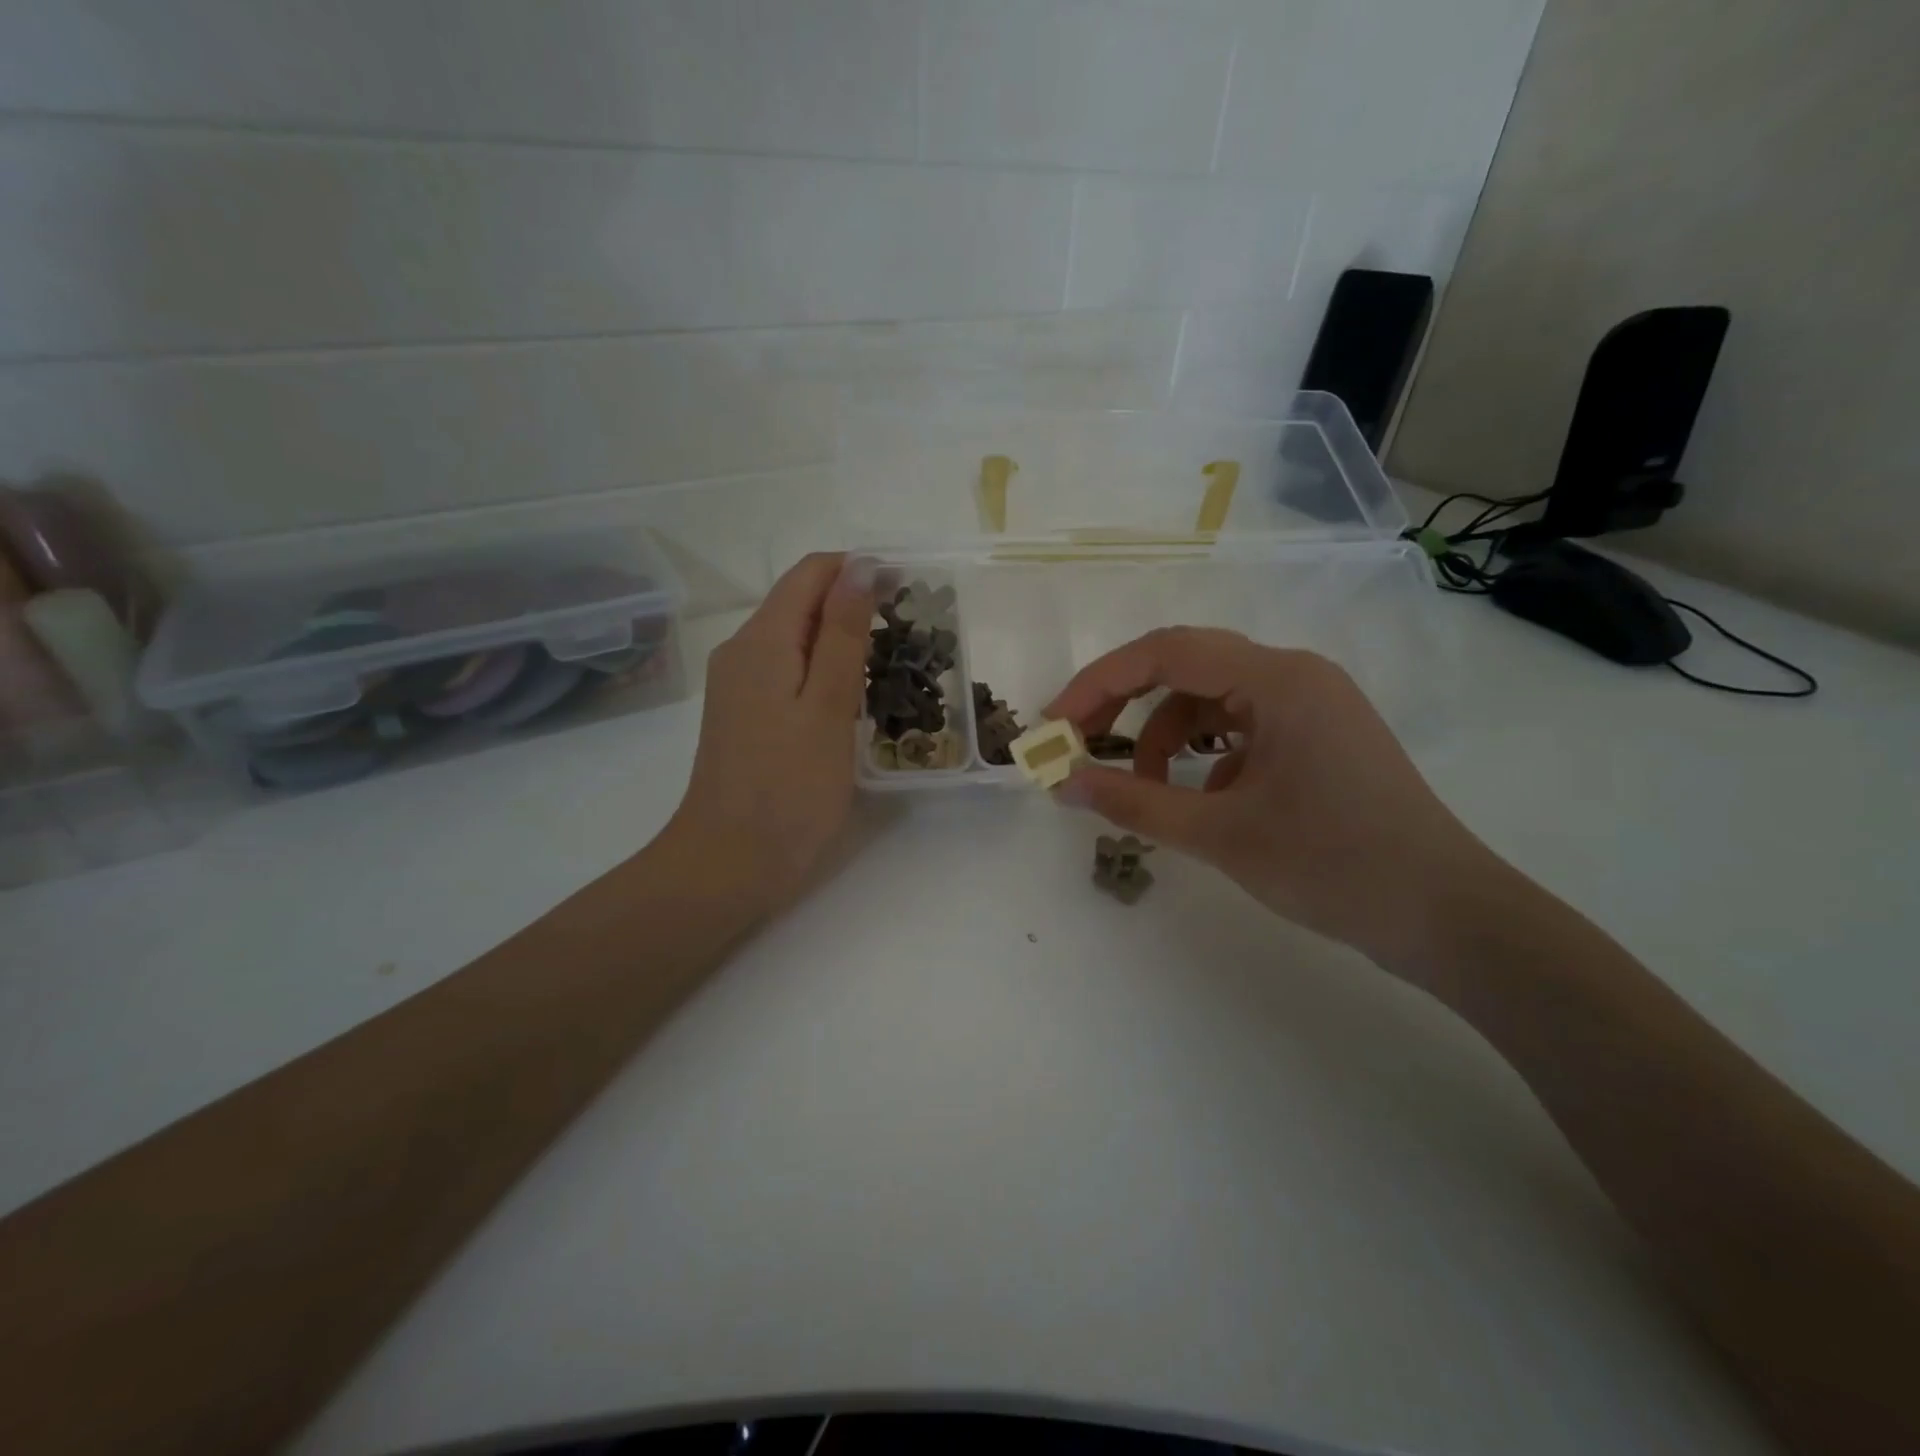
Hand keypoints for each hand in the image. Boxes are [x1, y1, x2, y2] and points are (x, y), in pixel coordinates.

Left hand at [666, 553, 874, 916]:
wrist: (729, 864)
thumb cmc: (788, 788)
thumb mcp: (827, 706)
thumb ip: (842, 634)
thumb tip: (860, 566)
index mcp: (761, 640)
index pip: (810, 573)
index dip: (859, 569)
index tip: (908, 590)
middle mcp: (742, 651)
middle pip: (800, 602)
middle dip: (853, 604)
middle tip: (909, 633)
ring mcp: (739, 685)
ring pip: (795, 638)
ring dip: (840, 639)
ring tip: (890, 664)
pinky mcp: (745, 715)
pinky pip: (787, 671)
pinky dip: (822, 670)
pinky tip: (851, 697)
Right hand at [1044, 628, 1509, 967]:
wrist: (1448, 917)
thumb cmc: (1335, 866)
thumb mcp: (1221, 834)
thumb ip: (1135, 802)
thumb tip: (1064, 783)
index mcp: (1277, 679)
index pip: (1165, 653)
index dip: (1098, 684)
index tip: (1055, 725)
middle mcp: (1294, 675)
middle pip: (1185, 667)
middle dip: (1123, 705)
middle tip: (1078, 746)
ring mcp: (1310, 704)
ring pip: (1210, 699)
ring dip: (1164, 736)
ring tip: (1145, 788)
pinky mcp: (1318, 735)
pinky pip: (1241, 726)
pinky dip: (1204, 754)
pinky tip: (1202, 798)